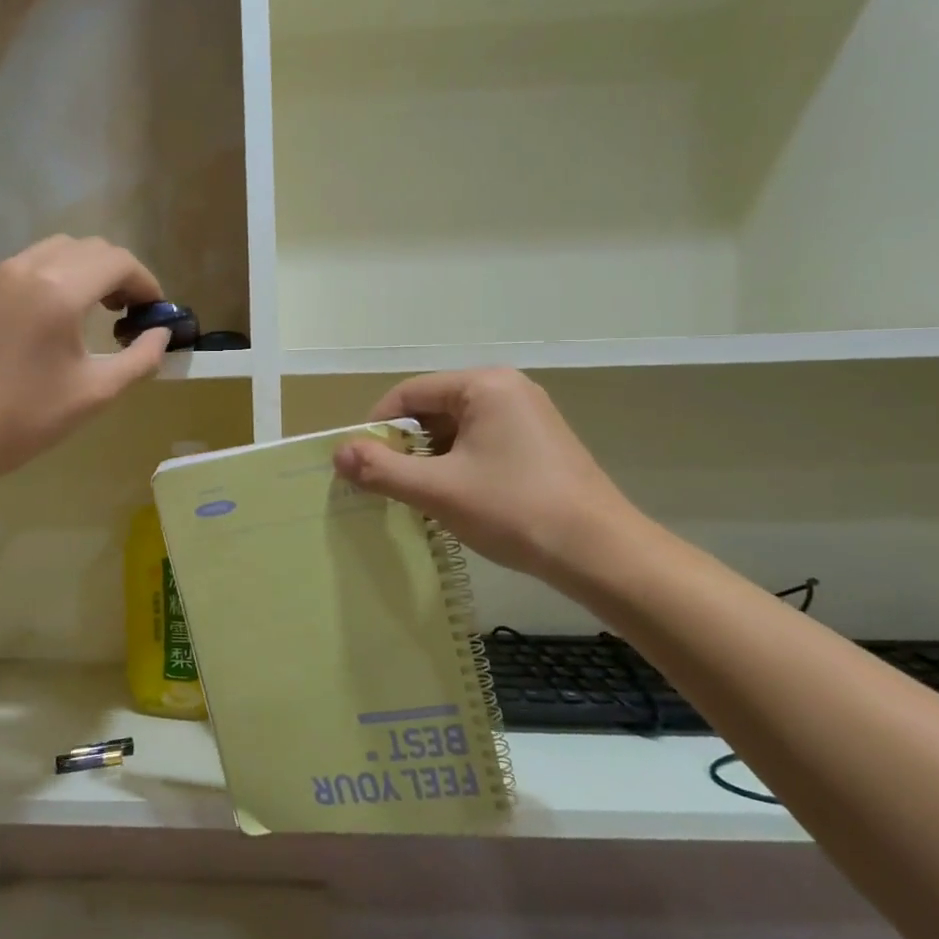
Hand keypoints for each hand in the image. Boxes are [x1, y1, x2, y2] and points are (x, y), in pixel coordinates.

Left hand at [0, 236, 170, 479]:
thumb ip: (140, 359)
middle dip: (119, 273)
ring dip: (86, 270)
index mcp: (60, 290)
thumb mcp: (96, 392)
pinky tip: (55, 316)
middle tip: (129, 313)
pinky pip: (28, 264)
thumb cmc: (26, 416)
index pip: (118, 261)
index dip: (146, 283)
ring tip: (95, 311)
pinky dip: (55, 275)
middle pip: (90, 248)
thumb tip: (161, 335)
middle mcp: (28, 267)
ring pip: (57, 249)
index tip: (155, 312)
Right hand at [332, 368, 639, 582]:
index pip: (408, 393)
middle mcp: (507, 388)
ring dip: (430, 459)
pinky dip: (457, 465)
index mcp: (484, 385)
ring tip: (419, 496)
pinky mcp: (539, 442)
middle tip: (386, 484)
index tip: (360, 464)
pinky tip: (455, 498)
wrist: (600, 553)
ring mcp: (527, 415)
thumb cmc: (514, 510)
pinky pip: (480, 442)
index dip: (376, 427)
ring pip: (455, 429)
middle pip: (432, 409)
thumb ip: (381, 469)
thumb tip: (338, 454)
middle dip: (404, 446)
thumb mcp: (437, 490)